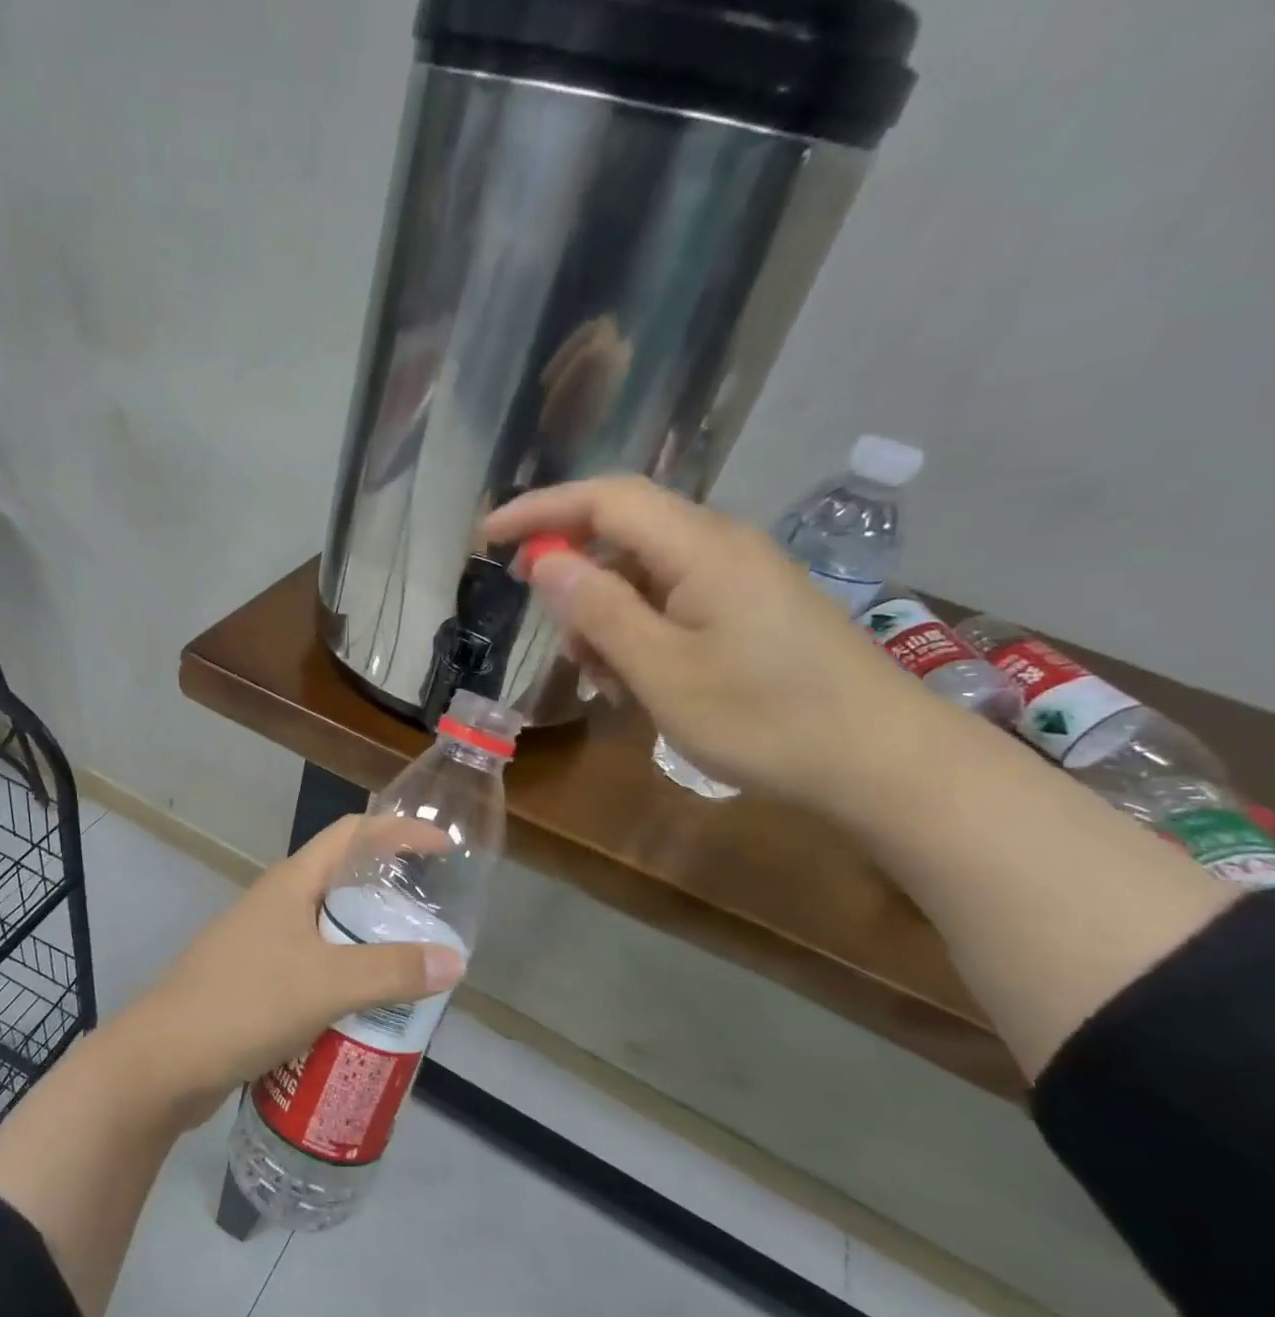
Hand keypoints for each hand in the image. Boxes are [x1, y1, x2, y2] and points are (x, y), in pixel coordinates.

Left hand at [109, 816, 465, 1124]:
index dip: (400, 832)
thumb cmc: (244, 1004)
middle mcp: (278, 903)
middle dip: (392, 895)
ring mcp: (263, 942)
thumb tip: (455, 961)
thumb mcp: (327, 985)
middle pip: (345, 881)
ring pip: (330, 929)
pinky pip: (315, 967)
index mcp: (292, 882)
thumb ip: (391, 972)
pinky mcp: (257, 981)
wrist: (161, 1063)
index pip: (353, 834)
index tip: (445, 848)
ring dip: (370, 943)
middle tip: (435, 921)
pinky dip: (347, 979)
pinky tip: (368, 1010)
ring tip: (412, 968)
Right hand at [485, 476, 932, 807]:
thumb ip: (599, 610)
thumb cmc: (765, 718)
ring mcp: (740, 580)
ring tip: (606, 684)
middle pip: (622, 536)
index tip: (486, 539)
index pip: (604, 500)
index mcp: (700, 547)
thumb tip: (546, 562)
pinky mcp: (751, 611)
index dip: (540, 510)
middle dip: (576, 583)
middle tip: (559, 645)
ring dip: (608, 621)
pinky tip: (640, 686)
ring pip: (644, 577)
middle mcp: (721, 547)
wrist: (882, 763)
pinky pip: (674, 605)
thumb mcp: (662, 671)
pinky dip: (641, 636)